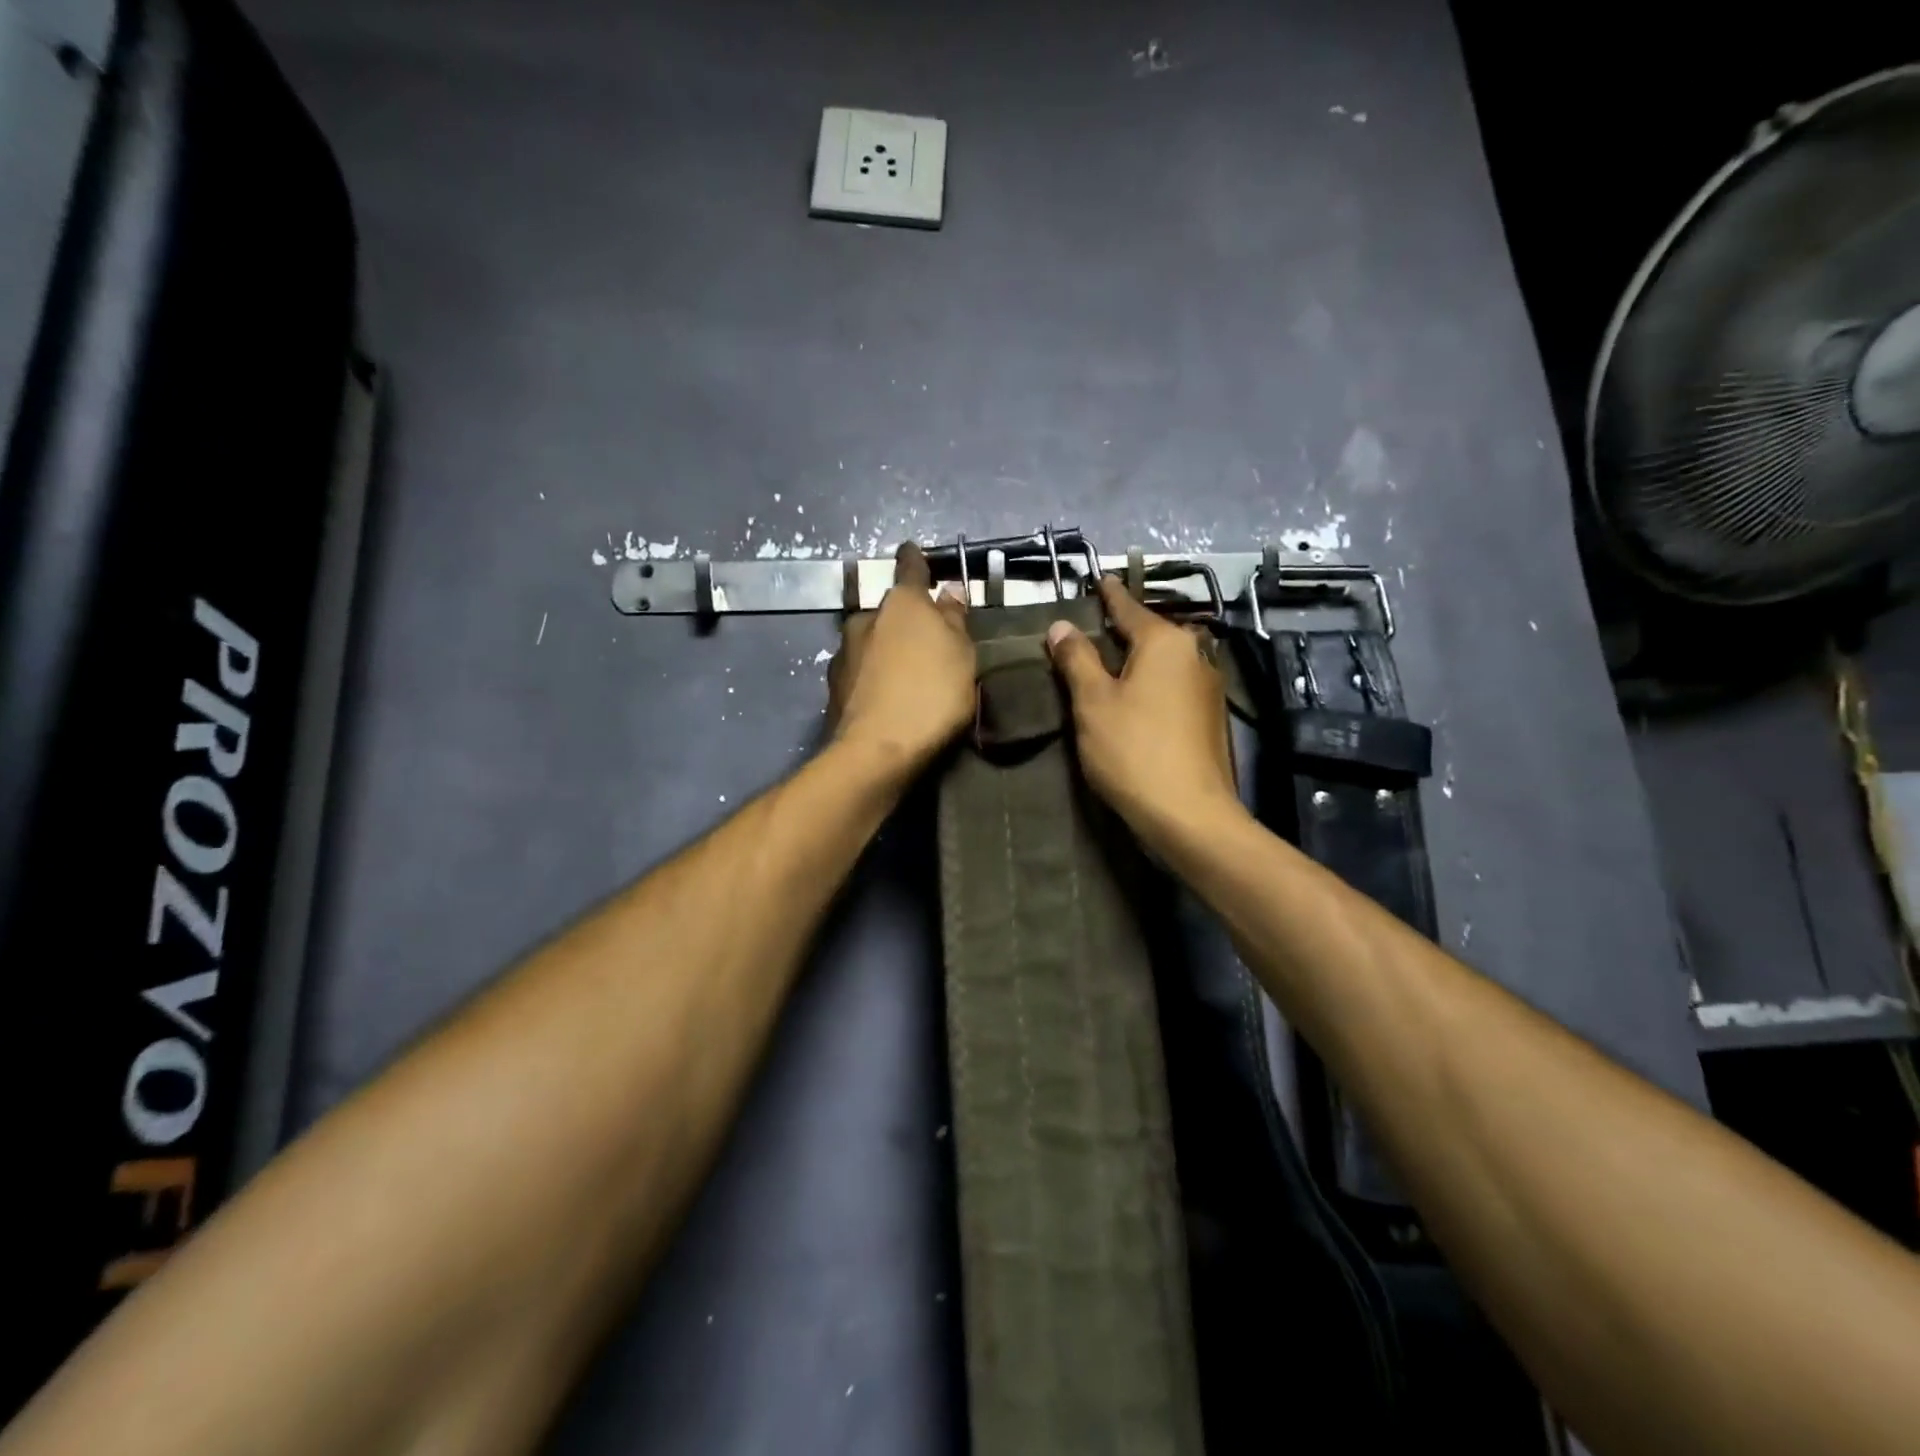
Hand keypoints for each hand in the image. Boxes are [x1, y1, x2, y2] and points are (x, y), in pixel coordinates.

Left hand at [828, 542, 974, 776]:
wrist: (877, 750)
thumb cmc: (932, 695)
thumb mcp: (961, 656)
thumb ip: (954, 620)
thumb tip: (949, 591)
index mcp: (902, 603)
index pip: (910, 567)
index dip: (915, 559)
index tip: (913, 550)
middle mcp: (866, 618)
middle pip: (889, 611)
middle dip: (904, 620)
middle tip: (924, 643)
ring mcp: (844, 652)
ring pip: (871, 641)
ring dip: (885, 649)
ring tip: (905, 676)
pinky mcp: (833, 685)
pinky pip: (860, 671)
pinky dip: (872, 677)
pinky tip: (885, 697)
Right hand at [1046, 576, 1244, 852]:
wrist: (1189, 814)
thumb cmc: (1133, 750)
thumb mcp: (1093, 702)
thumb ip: (1077, 659)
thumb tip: (1061, 626)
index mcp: (1166, 642)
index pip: (1128, 607)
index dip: (1109, 595)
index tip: (1099, 578)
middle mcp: (1194, 654)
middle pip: (1151, 633)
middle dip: (1122, 630)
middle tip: (1091, 628)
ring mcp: (1208, 687)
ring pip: (1164, 661)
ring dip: (1137, 660)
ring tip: (1107, 664)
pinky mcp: (1210, 717)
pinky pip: (1173, 685)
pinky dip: (1151, 683)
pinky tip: (1133, 698)